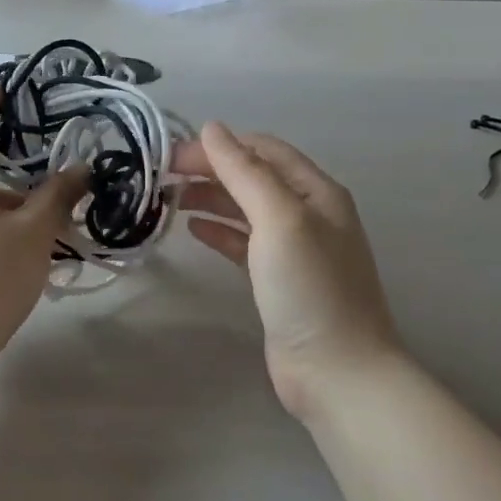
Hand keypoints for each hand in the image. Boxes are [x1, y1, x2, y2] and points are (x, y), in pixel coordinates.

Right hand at [175, 122, 398, 419]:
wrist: (337, 372)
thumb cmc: (310, 288)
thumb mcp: (279, 219)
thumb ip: (245, 171)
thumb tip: (211, 128)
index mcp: (316, 191)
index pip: (263, 149)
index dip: (219, 145)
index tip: (173, 152)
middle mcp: (308, 213)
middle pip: (253, 176)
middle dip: (211, 169)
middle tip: (163, 175)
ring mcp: (294, 248)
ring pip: (245, 208)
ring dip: (210, 197)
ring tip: (169, 198)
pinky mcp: (277, 280)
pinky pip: (243, 242)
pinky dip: (219, 230)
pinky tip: (193, 229)